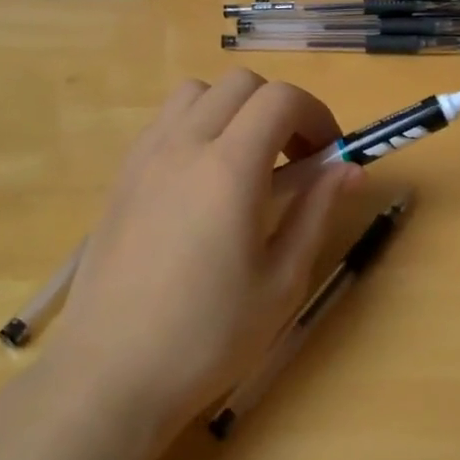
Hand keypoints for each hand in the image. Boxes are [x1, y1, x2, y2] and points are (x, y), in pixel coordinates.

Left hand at [47, 71, 358, 430]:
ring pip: (197, 93)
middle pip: (242, 84)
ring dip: (234, 110)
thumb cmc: (208, 336)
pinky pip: (165, 122)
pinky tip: (203, 182)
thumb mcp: (282, 281)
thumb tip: (349, 168)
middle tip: (295, 159)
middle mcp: (183, 145)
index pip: (282, 99)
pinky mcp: (122, 176)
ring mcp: (145, 157)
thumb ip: (316, 211)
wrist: (110, 375)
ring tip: (247, 162)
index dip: (317, 115)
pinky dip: (197, 126)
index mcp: (229, 169)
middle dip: (280, 109)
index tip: (329, 155)